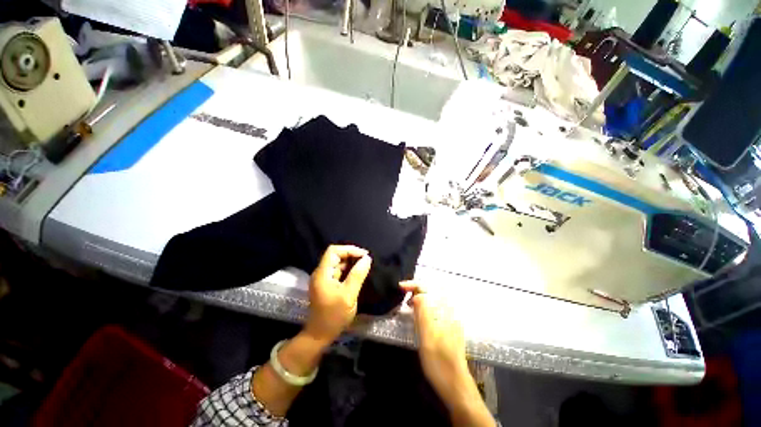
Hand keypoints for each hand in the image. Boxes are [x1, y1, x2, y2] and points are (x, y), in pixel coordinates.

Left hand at [305, 245, 371, 343]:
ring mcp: (323, 278)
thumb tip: (367, 258)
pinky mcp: (327, 284)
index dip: (349, 249)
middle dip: (351, 255)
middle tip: (366, 261)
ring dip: (351, 262)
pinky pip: (338, 271)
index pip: (333, 251)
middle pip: (335, 255)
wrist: (320, 334)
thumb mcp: (349, 295)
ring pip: (337, 263)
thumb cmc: (334, 316)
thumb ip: (357, 275)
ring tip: (364, 266)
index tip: (364, 255)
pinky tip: (357, 273)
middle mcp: (321, 273)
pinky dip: (348, 269)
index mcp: (323, 273)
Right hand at [401, 281, 493, 426]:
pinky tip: (419, 314)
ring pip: (434, 300)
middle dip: (417, 288)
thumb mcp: (427, 338)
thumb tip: (417, 294)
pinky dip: (425, 305)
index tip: (400, 287)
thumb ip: (423, 313)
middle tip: (403, 294)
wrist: (456, 386)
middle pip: (432, 292)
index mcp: (444, 313)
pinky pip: (436, 309)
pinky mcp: (449, 327)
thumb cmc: (439, 363)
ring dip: (420, 297)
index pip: (429, 289)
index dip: (414, 285)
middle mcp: (449, 313)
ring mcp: (451, 320)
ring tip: (408, 303)